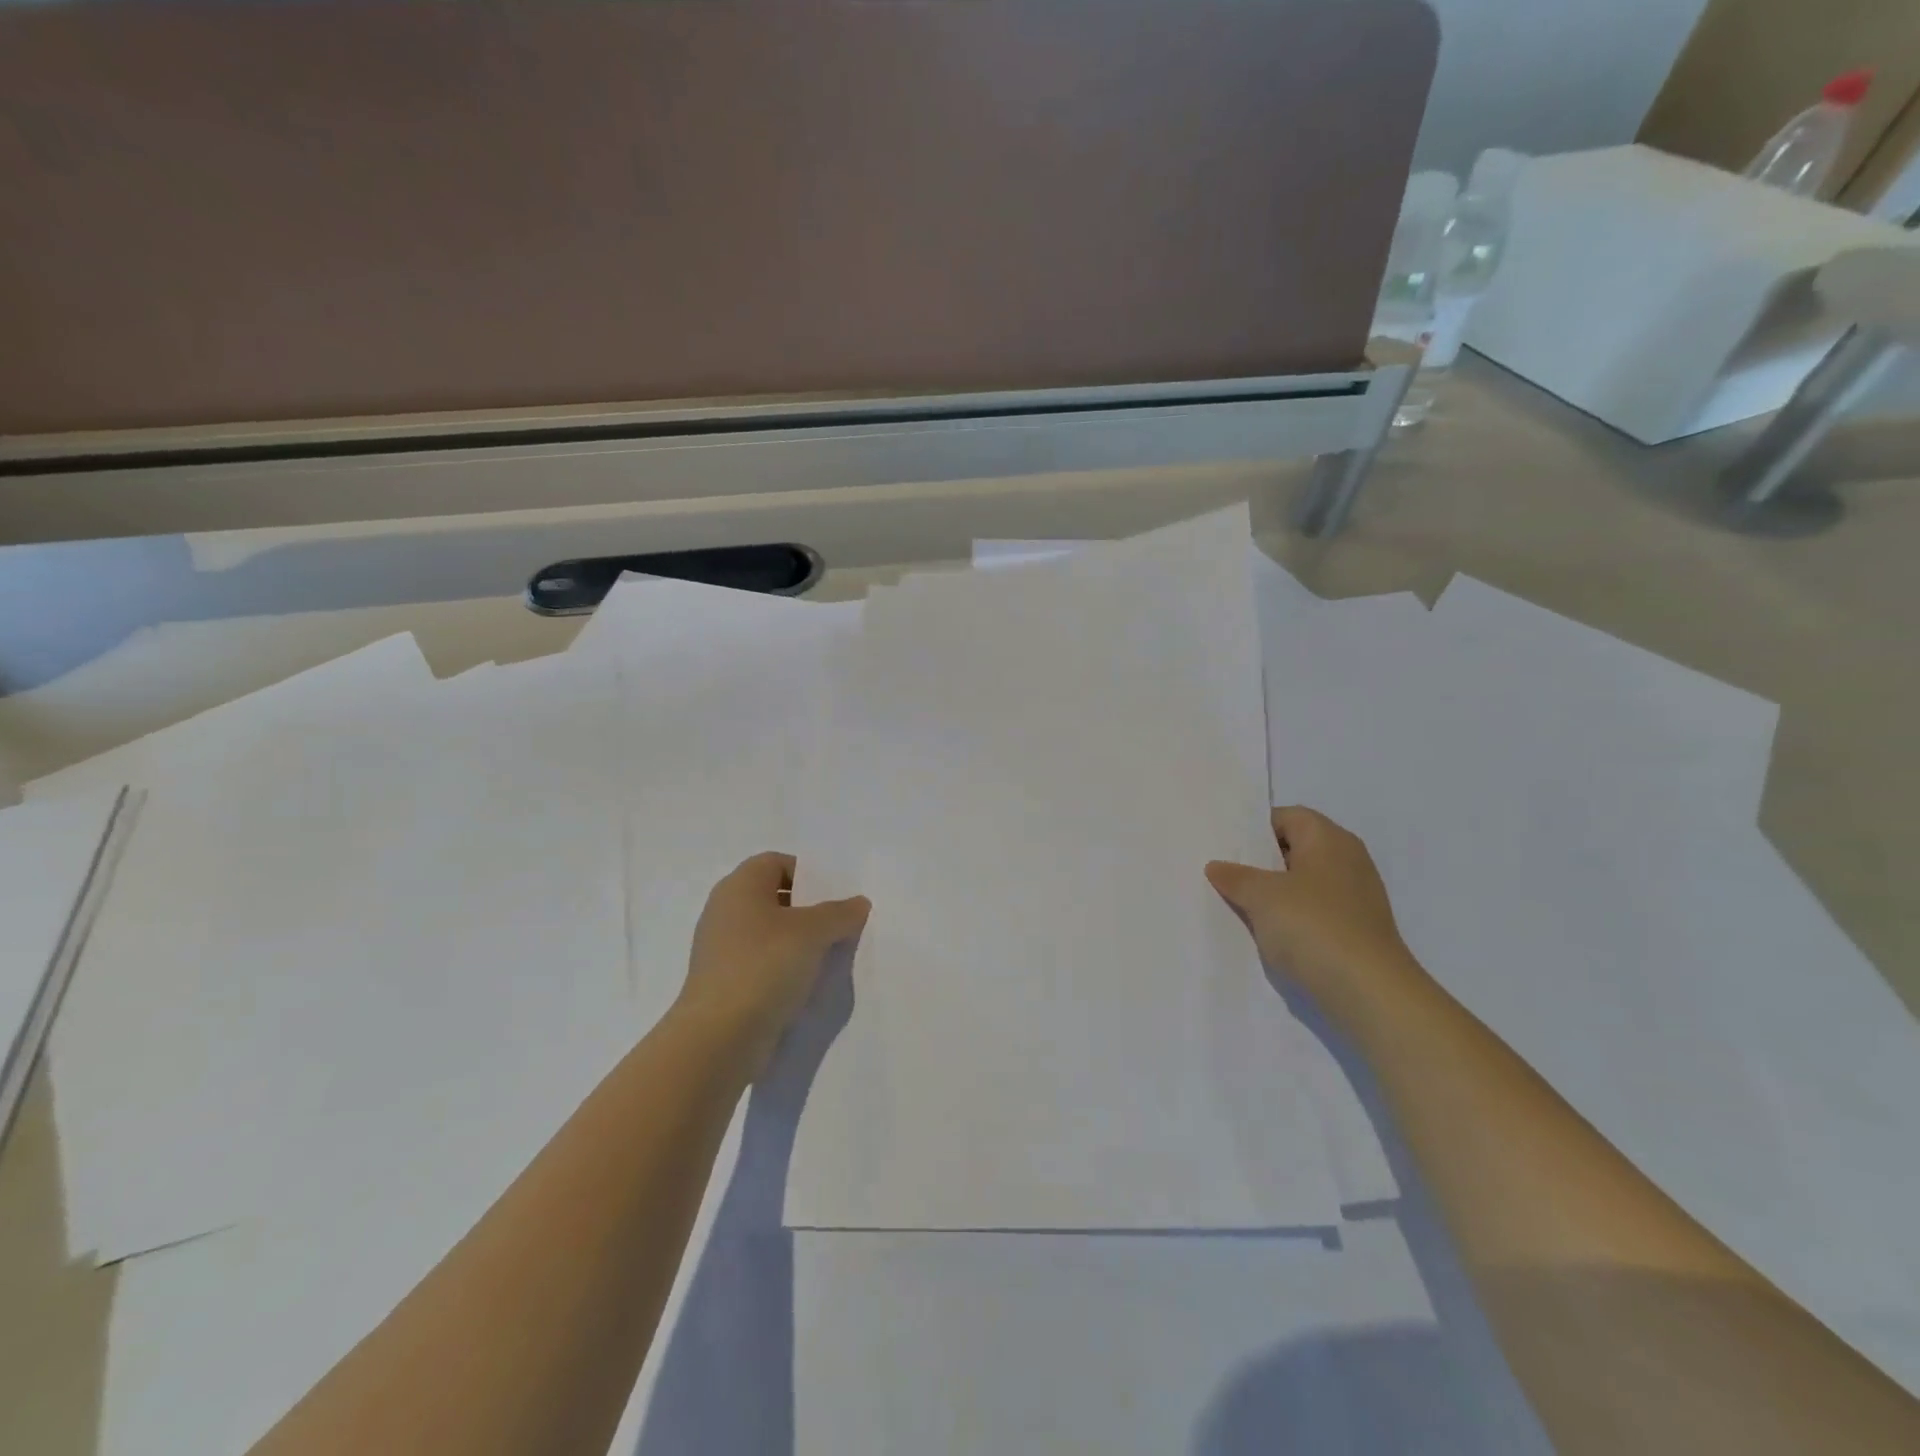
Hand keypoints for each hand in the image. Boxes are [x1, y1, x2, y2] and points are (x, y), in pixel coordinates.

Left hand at [675, 852, 870, 1075]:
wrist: (719, 1038)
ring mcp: (722, 950)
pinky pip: (762, 964)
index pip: (777, 862)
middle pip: (775, 898)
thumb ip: (840, 913)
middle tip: (841, 925)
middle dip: (809, 910)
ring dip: (800, 943)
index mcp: (739, 886)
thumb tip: (858, 903)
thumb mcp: (813, 932)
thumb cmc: (764, 966)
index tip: (835, 896)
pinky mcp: (725, 983)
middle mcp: (725, 911)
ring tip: (831, 957)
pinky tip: (807, 985)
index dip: (808, 873)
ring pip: (770, 934)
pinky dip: (784, 969)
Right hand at [1207, 806, 1427, 1022]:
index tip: (1225, 846)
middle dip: (1260, 862)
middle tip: (1223, 873)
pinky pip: (1314, 912)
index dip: (1254, 829)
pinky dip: (1291, 918)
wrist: (1369, 993)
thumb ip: (1236, 877)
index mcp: (1330, 839)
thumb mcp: (1262, 896)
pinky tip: (1268, 933)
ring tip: (1238, 904)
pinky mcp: (1356, 930)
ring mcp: (1355, 897)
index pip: (1287, 817)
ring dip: (1274, 893)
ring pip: (1303, 883)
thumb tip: (1217, 866)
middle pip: (1295, 849)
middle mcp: (1348, 861)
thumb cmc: (1314, 926)